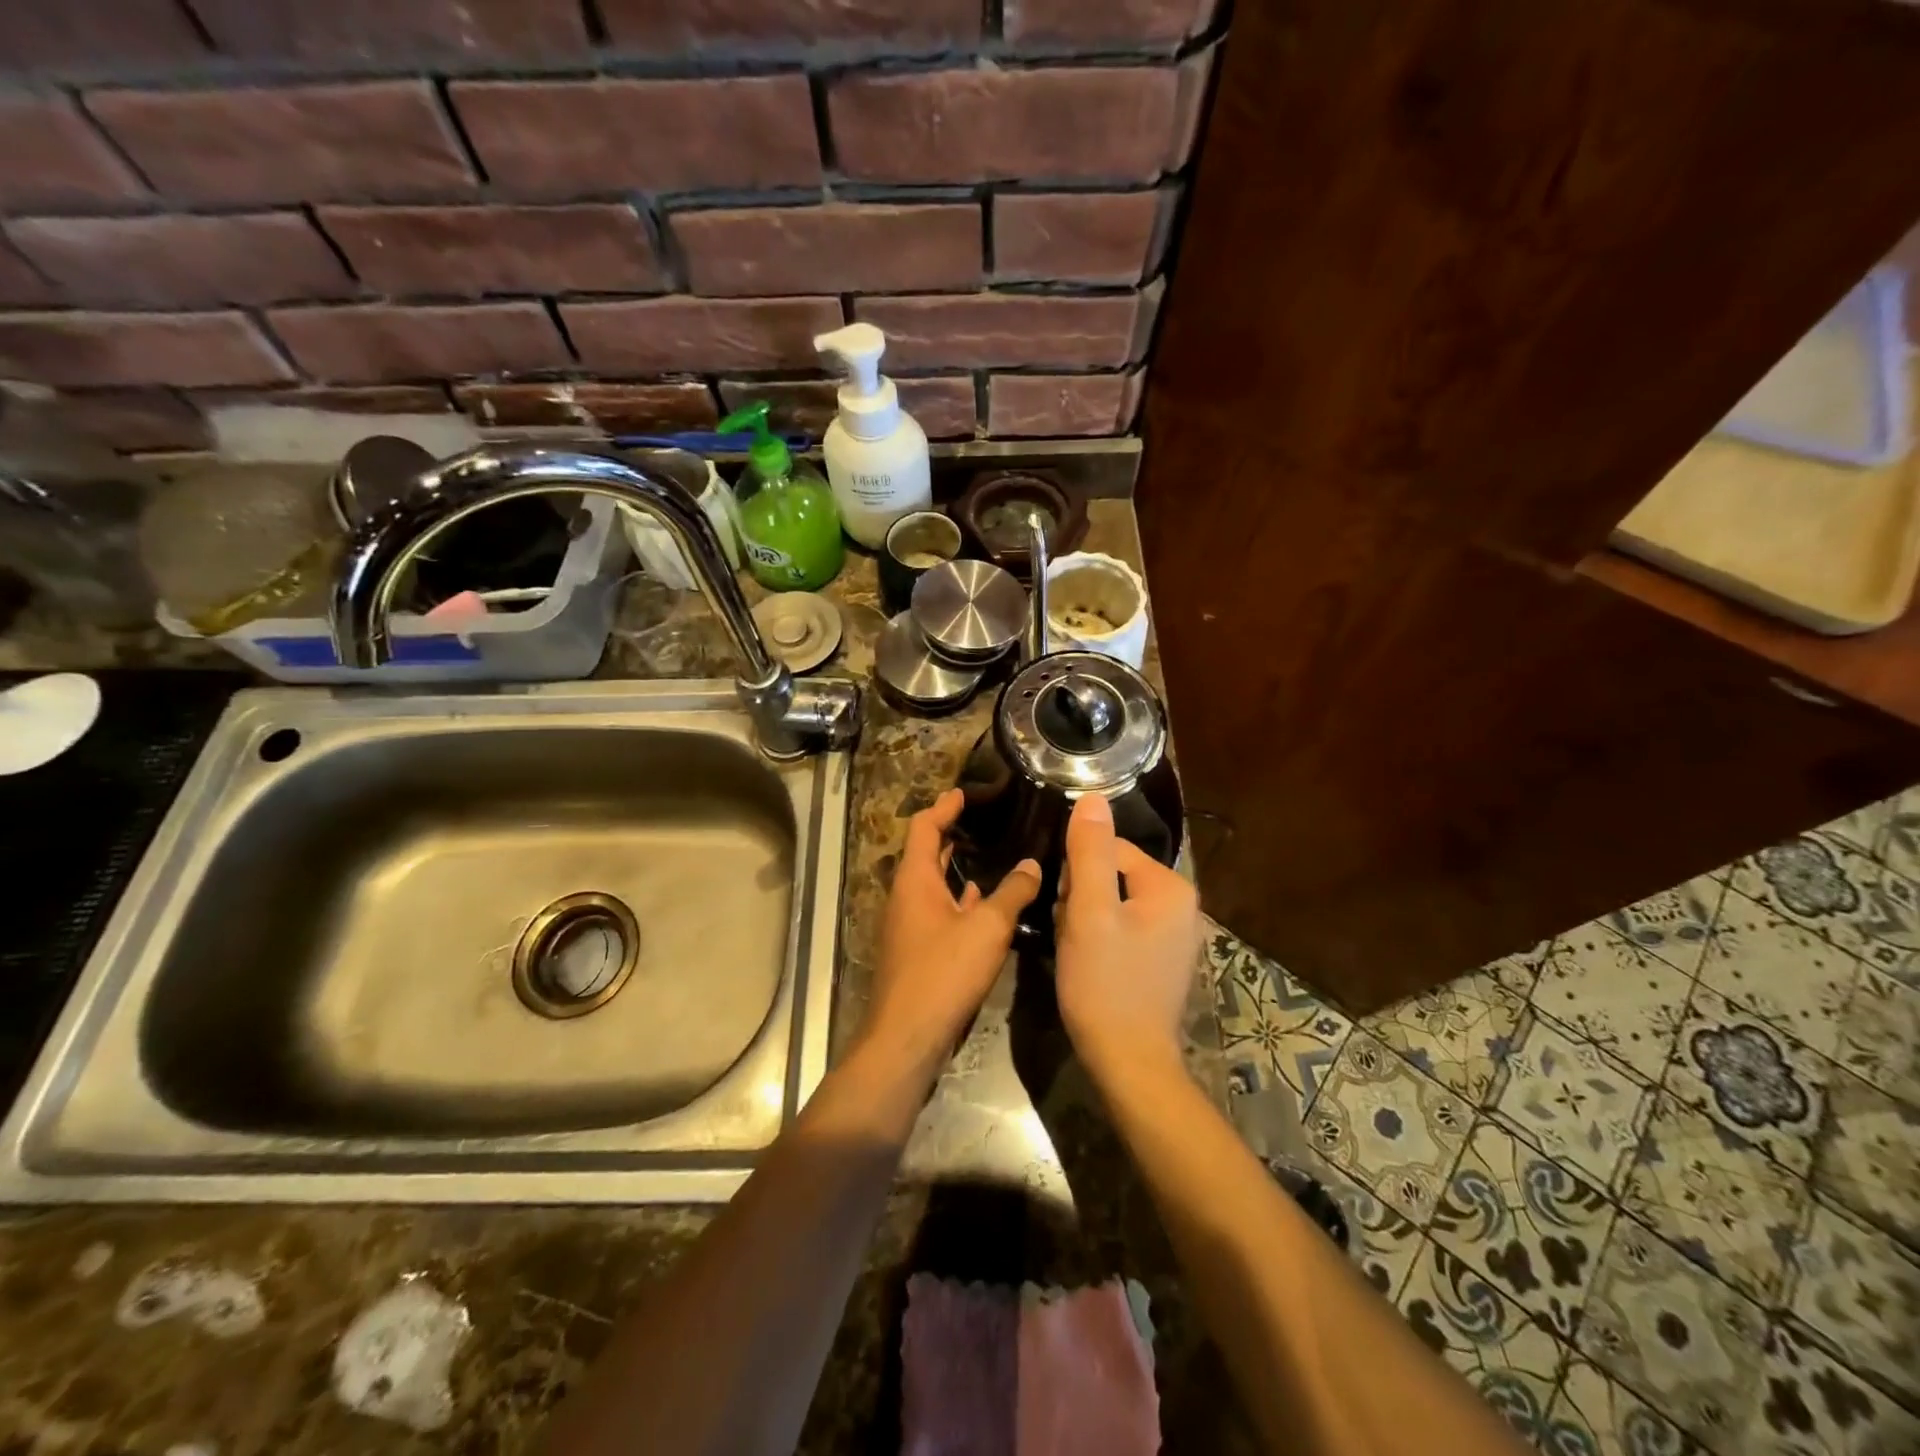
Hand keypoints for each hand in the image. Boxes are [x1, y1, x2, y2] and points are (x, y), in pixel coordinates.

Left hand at [862, 789, 1040, 1080]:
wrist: (908, 1037)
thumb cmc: (943, 972)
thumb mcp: (987, 928)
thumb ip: (1012, 893)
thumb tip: (1032, 865)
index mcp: (915, 880)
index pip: (924, 828)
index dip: (943, 807)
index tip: (964, 793)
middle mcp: (907, 897)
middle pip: (927, 853)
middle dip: (951, 834)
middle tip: (982, 820)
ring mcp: (911, 925)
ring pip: (935, 884)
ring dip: (956, 868)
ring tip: (991, 855)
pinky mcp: (919, 950)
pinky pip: (940, 911)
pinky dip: (960, 900)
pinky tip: (984, 904)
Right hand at [1055, 793, 1201, 1082]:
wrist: (1128, 1062)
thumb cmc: (1105, 984)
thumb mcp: (1089, 912)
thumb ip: (1089, 852)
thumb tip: (1092, 797)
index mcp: (1170, 887)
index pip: (1108, 850)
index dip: (1076, 877)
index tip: (1067, 912)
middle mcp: (1182, 905)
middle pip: (1111, 875)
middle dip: (1082, 900)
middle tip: (1072, 935)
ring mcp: (1175, 935)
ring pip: (1112, 903)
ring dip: (1086, 921)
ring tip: (1078, 953)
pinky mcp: (1163, 960)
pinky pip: (1123, 929)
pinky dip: (1100, 940)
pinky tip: (1090, 965)